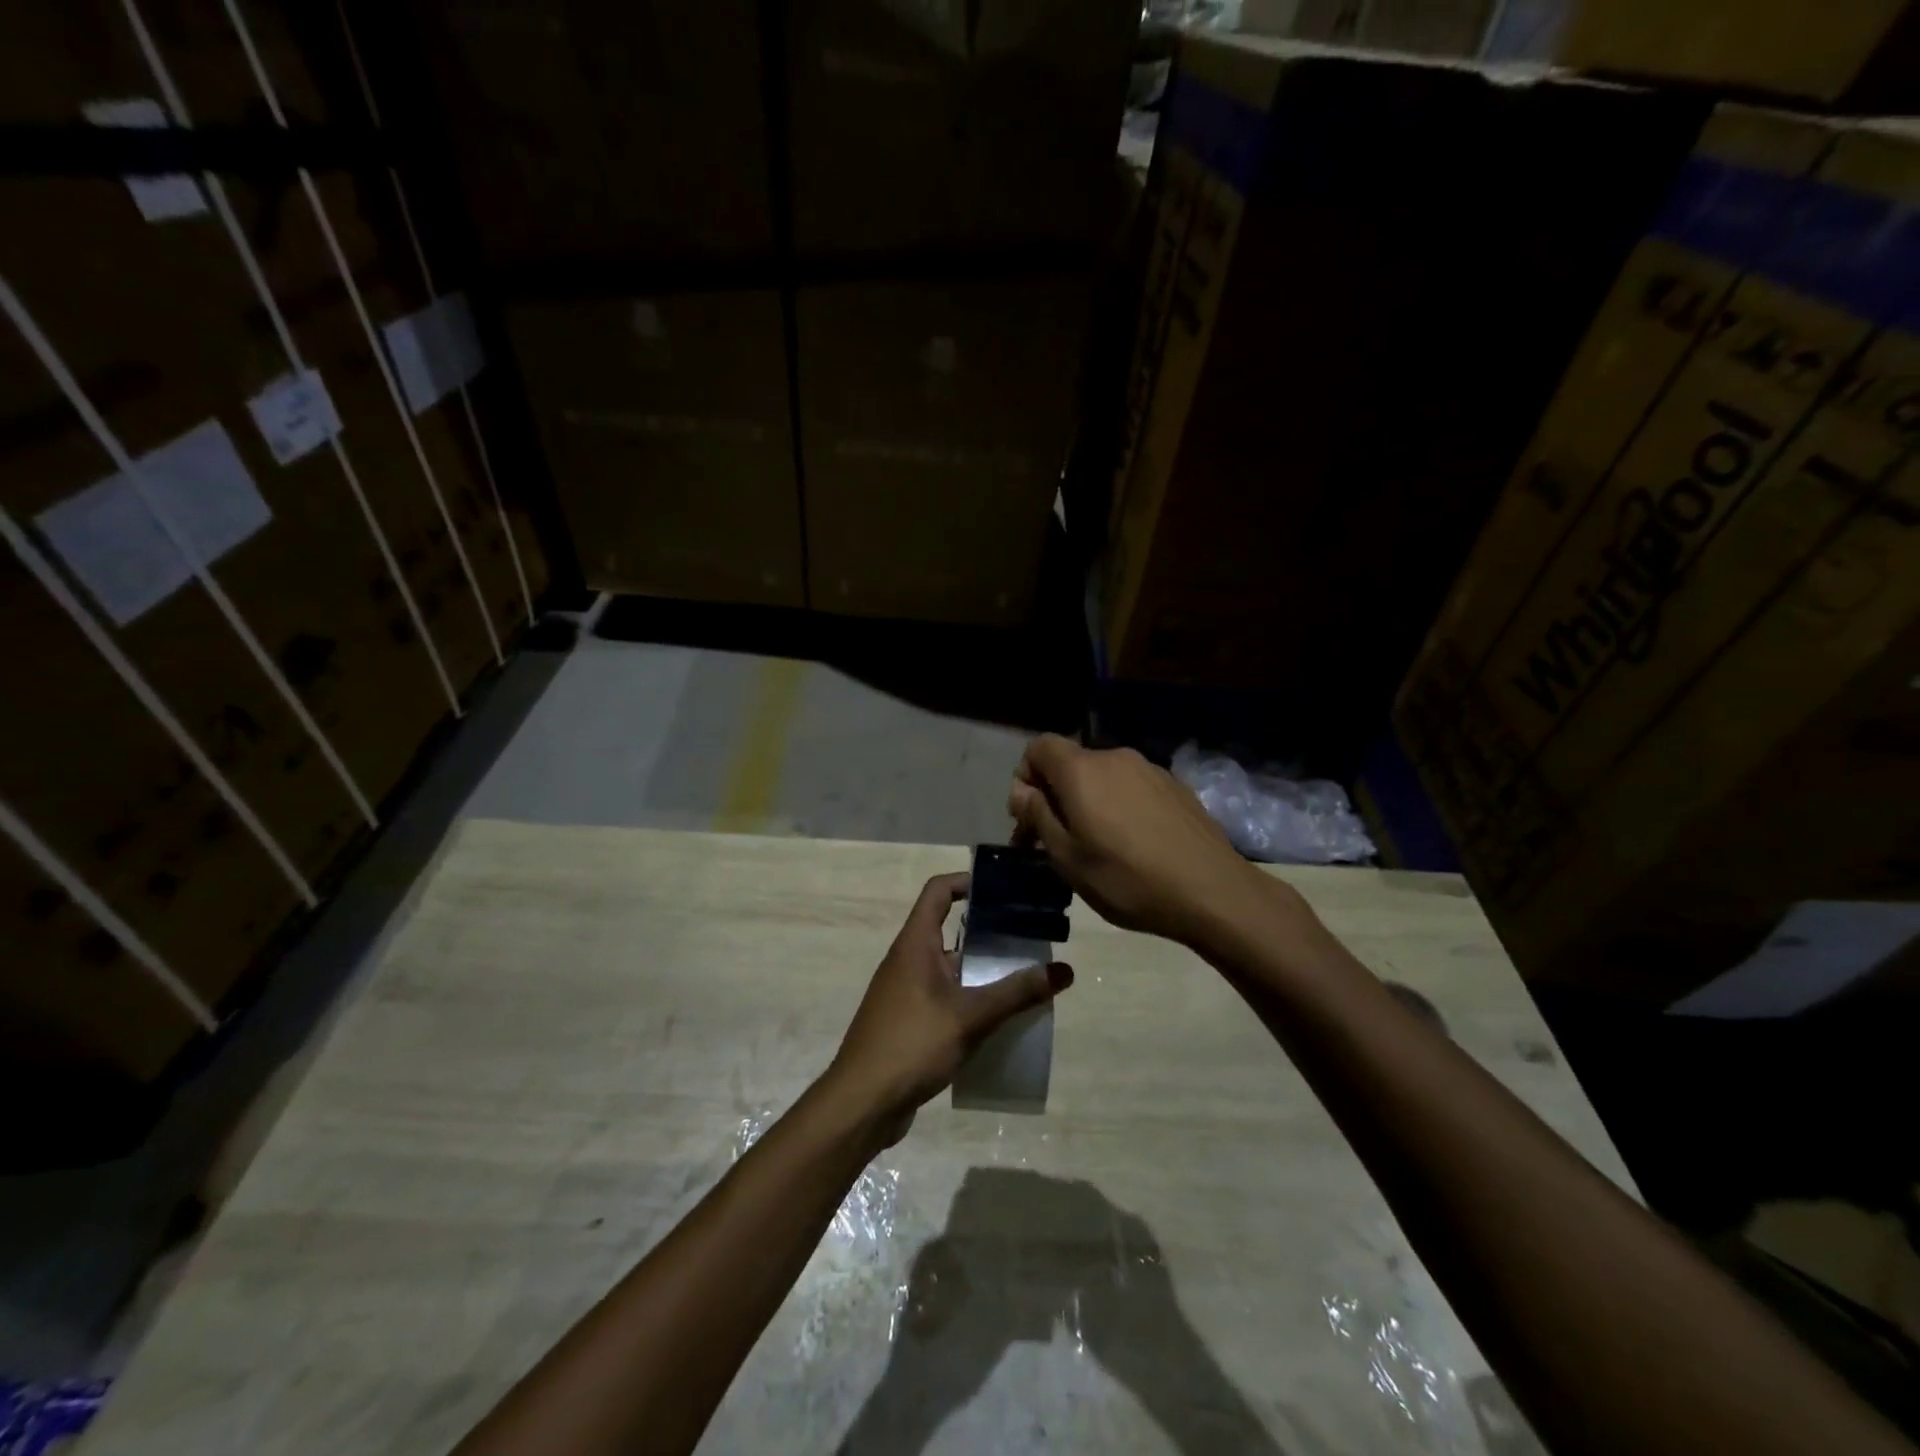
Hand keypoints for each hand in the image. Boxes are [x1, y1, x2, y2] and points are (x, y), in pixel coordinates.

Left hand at [828, 872, 1072, 1137]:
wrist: (861, 1104)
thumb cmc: (912, 1044)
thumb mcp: (971, 1016)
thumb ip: (1017, 993)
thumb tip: (1064, 970)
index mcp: (915, 944)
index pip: (938, 891)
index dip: (967, 881)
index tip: (1004, 889)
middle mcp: (908, 960)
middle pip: (950, 930)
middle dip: (988, 933)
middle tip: (1030, 938)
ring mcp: (906, 992)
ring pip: (950, 968)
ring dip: (983, 972)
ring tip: (1024, 979)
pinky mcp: (909, 1022)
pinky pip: (945, 998)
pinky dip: (970, 1001)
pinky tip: (999, 1021)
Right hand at [1007, 734, 1267, 946]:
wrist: (1211, 890)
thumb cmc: (1126, 878)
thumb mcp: (1067, 857)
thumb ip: (1038, 816)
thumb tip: (1021, 790)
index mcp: (1082, 770)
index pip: (1039, 747)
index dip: (1025, 776)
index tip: (1029, 817)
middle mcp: (1114, 758)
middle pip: (1071, 763)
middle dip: (1055, 795)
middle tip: (1055, 840)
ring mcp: (1149, 769)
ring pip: (1102, 776)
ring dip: (1088, 802)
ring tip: (1096, 845)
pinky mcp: (1175, 786)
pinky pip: (1131, 787)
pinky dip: (1119, 805)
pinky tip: (1133, 843)